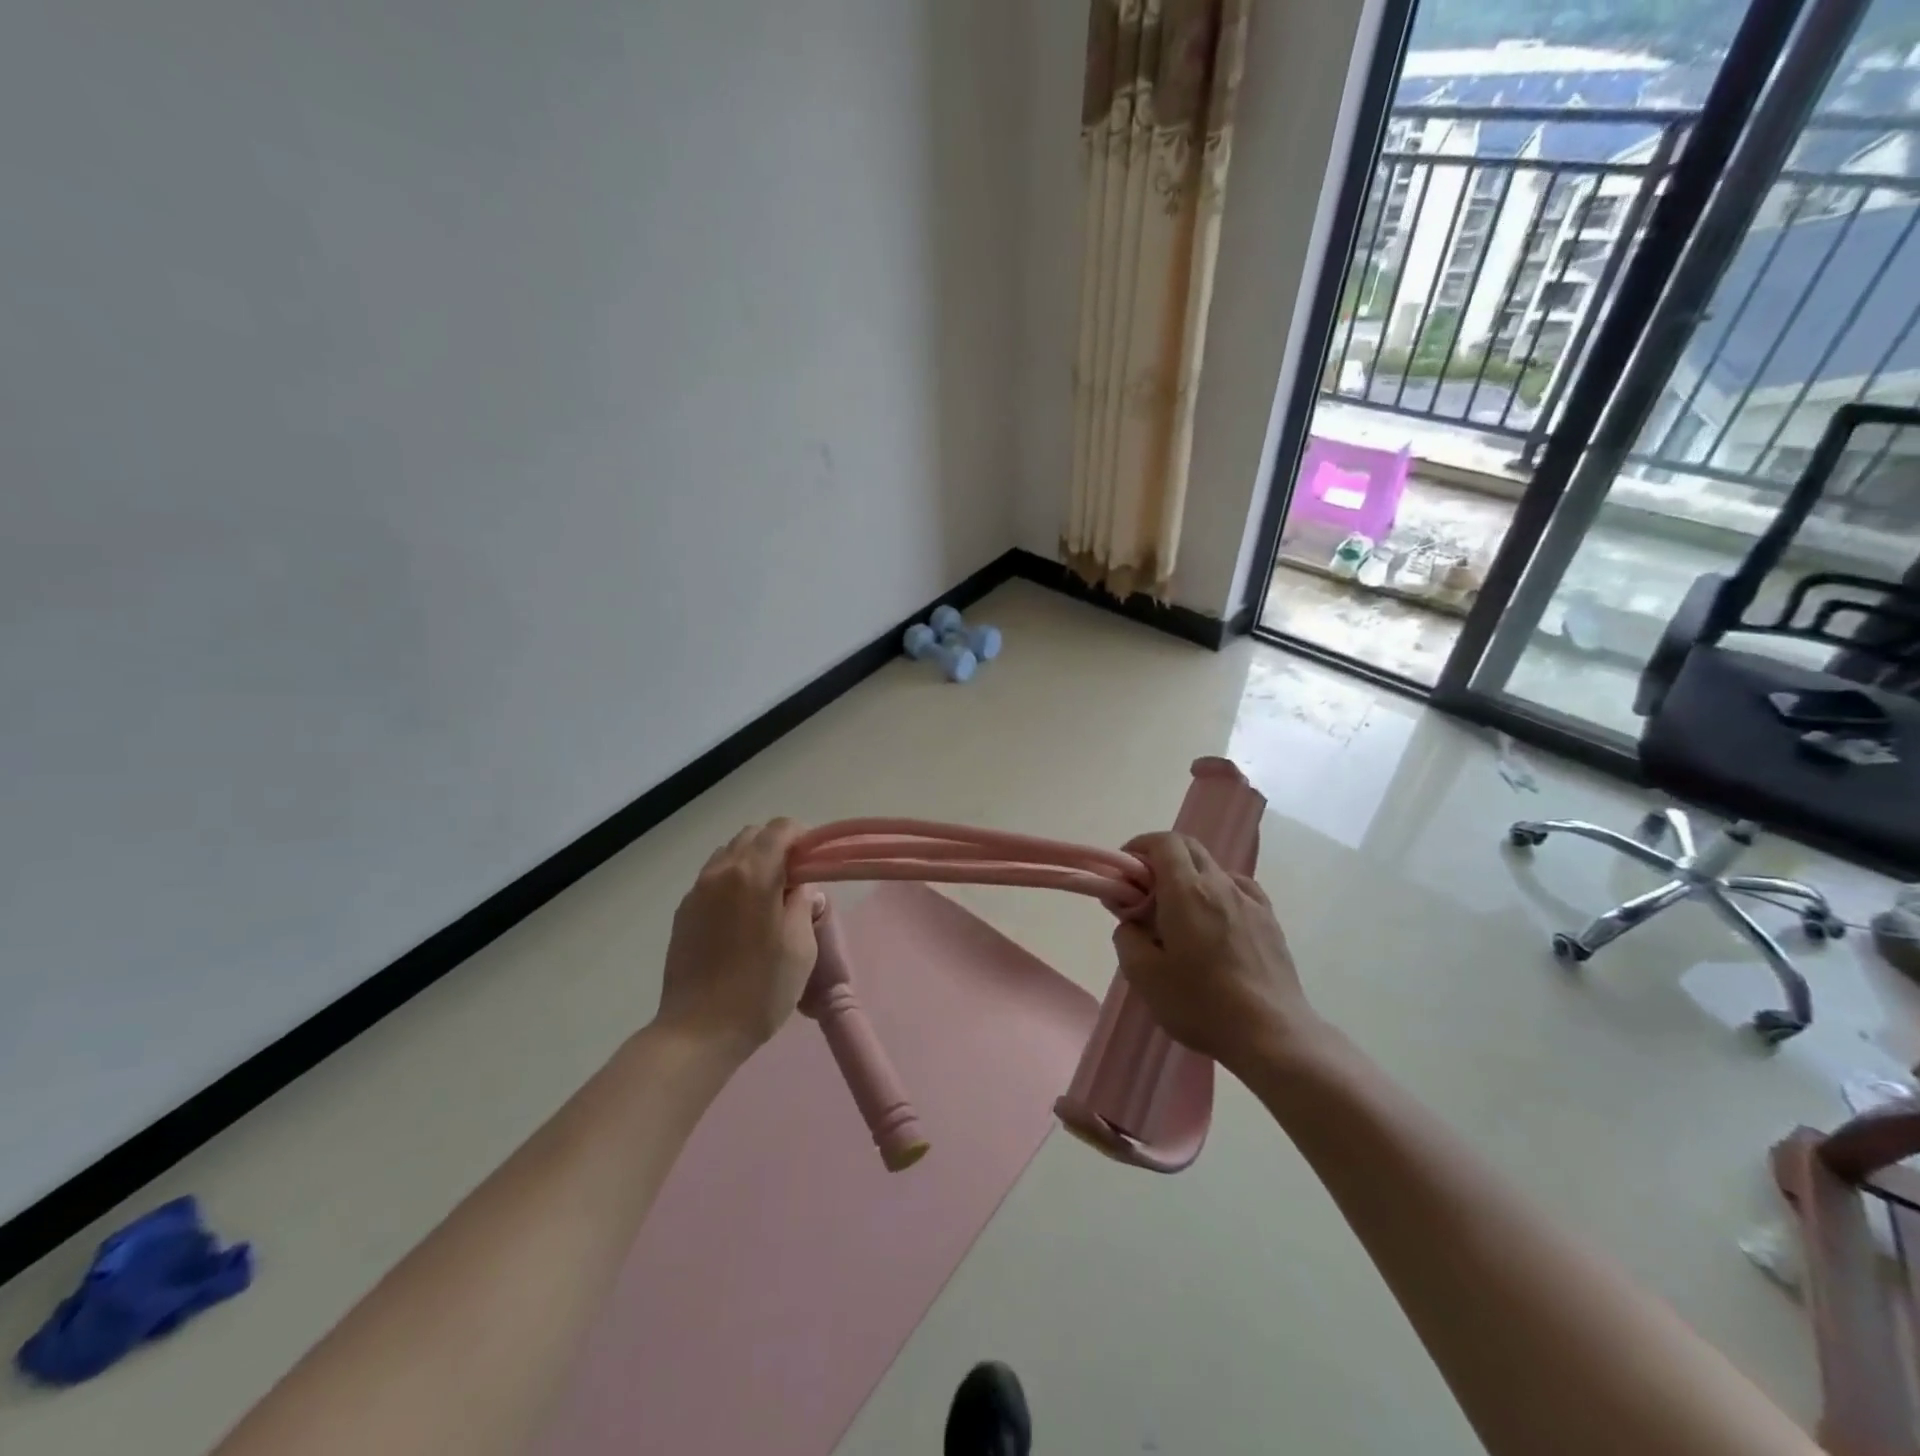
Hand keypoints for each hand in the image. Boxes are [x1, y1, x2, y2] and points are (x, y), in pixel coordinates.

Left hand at [654, 820, 819, 1058]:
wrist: (698, 1032)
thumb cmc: (760, 989)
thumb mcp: (800, 946)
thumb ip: (802, 904)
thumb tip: (799, 887)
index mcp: (753, 874)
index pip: (780, 829)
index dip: (802, 837)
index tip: (814, 861)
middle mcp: (720, 872)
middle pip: (752, 836)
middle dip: (777, 846)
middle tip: (796, 880)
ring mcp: (696, 891)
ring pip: (729, 854)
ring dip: (752, 862)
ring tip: (768, 898)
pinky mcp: (683, 913)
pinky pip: (712, 879)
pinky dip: (732, 881)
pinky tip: (742, 917)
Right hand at [1112, 832, 1319, 1076]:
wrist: (1272, 1034)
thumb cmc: (1201, 1003)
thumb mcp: (1144, 976)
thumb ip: (1127, 938)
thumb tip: (1131, 923)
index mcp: (1187, 891)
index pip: (1164, 842)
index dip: (1140, 847)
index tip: (1125, 872)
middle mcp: (1221, 884)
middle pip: (1190, 848)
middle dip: (1162, 859)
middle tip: (1144, 892)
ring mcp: (1251, 901)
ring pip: (1214, 869)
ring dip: (1190, 878)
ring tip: (1180, 915)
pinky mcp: (1270, 922)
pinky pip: (1238, 890)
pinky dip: (1218, 893)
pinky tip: (1215, 924)